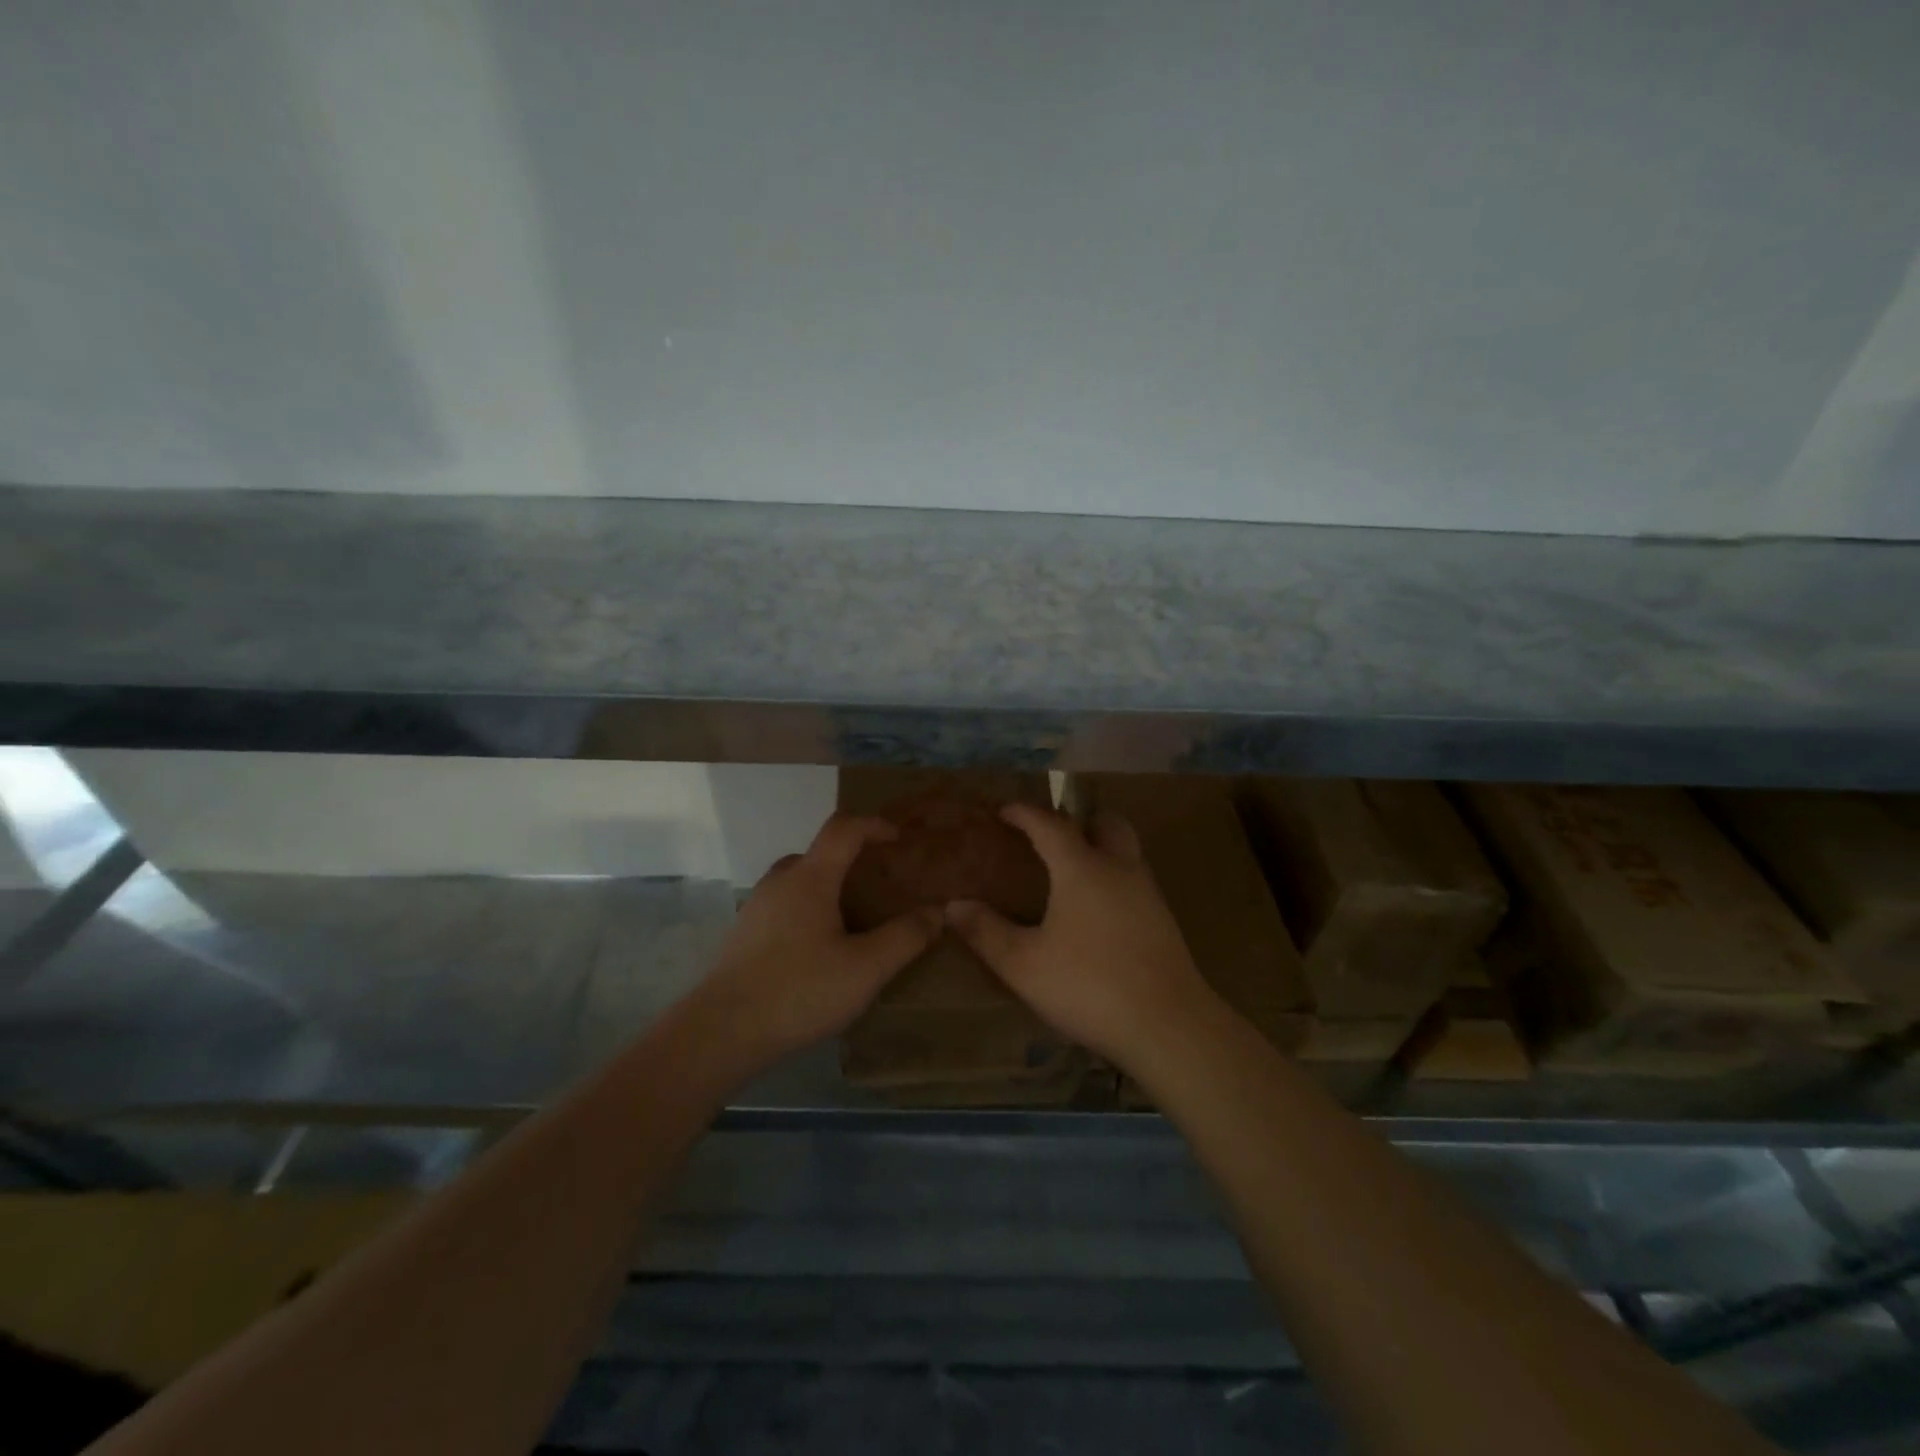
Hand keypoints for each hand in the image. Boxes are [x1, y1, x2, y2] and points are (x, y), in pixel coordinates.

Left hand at [692, 813, 941, 1065]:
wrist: (722, 1032)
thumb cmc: (799, 990)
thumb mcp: (865, 969)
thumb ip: (905, 937)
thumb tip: (938, 912)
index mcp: (810, 878)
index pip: (843, 829)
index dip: (873, 825)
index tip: (899, 838)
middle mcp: (780, 881)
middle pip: (820, 853)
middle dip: (852, 860)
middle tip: (880, 885)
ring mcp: (757, 906)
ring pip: (799, 881)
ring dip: (828, 887)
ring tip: (854, 918)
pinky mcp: (744, 934)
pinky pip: (784, 905)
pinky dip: (808, 910)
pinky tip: (819, 948)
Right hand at [944, 805, 1218, 1066]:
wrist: (1169, 1026)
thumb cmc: (1089, 986)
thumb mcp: (1024, 965)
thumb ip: (986, 932)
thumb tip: (952, 906)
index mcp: (1082, 868)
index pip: (1050, 824)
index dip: (1025, 813)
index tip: (1004, 810)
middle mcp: (1120, 868)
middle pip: (1105, 822)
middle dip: (1079, 818)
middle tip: (1053, 833)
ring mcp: (1148, 893)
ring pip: (1127, 849)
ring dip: (1101, 845)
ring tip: (1073, 869)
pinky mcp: (1164, 920)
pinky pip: (1135, 878)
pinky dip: (1115, 875)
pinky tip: (1099, 909)